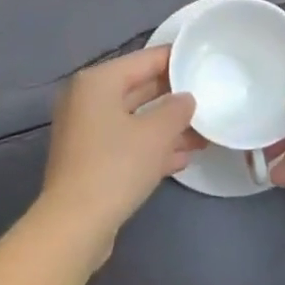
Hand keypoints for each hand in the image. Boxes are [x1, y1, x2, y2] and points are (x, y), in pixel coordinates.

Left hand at [41, 45, 199, 259]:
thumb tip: (186, 99)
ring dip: (168, 126)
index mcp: (98, 82)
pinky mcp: (91, 160)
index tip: (203, 60)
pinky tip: (184, 157)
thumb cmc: (116, 166)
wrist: (75, 226)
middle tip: (209, 98)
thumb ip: (177, 109)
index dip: (176, 59)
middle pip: (139, 88)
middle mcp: (88, 100)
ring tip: (204, 133)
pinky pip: (127, 143)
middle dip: (174, 98)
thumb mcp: (156, 133)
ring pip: (136, 119)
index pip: (145, 59)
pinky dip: (152, 147)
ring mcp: (87, 132)